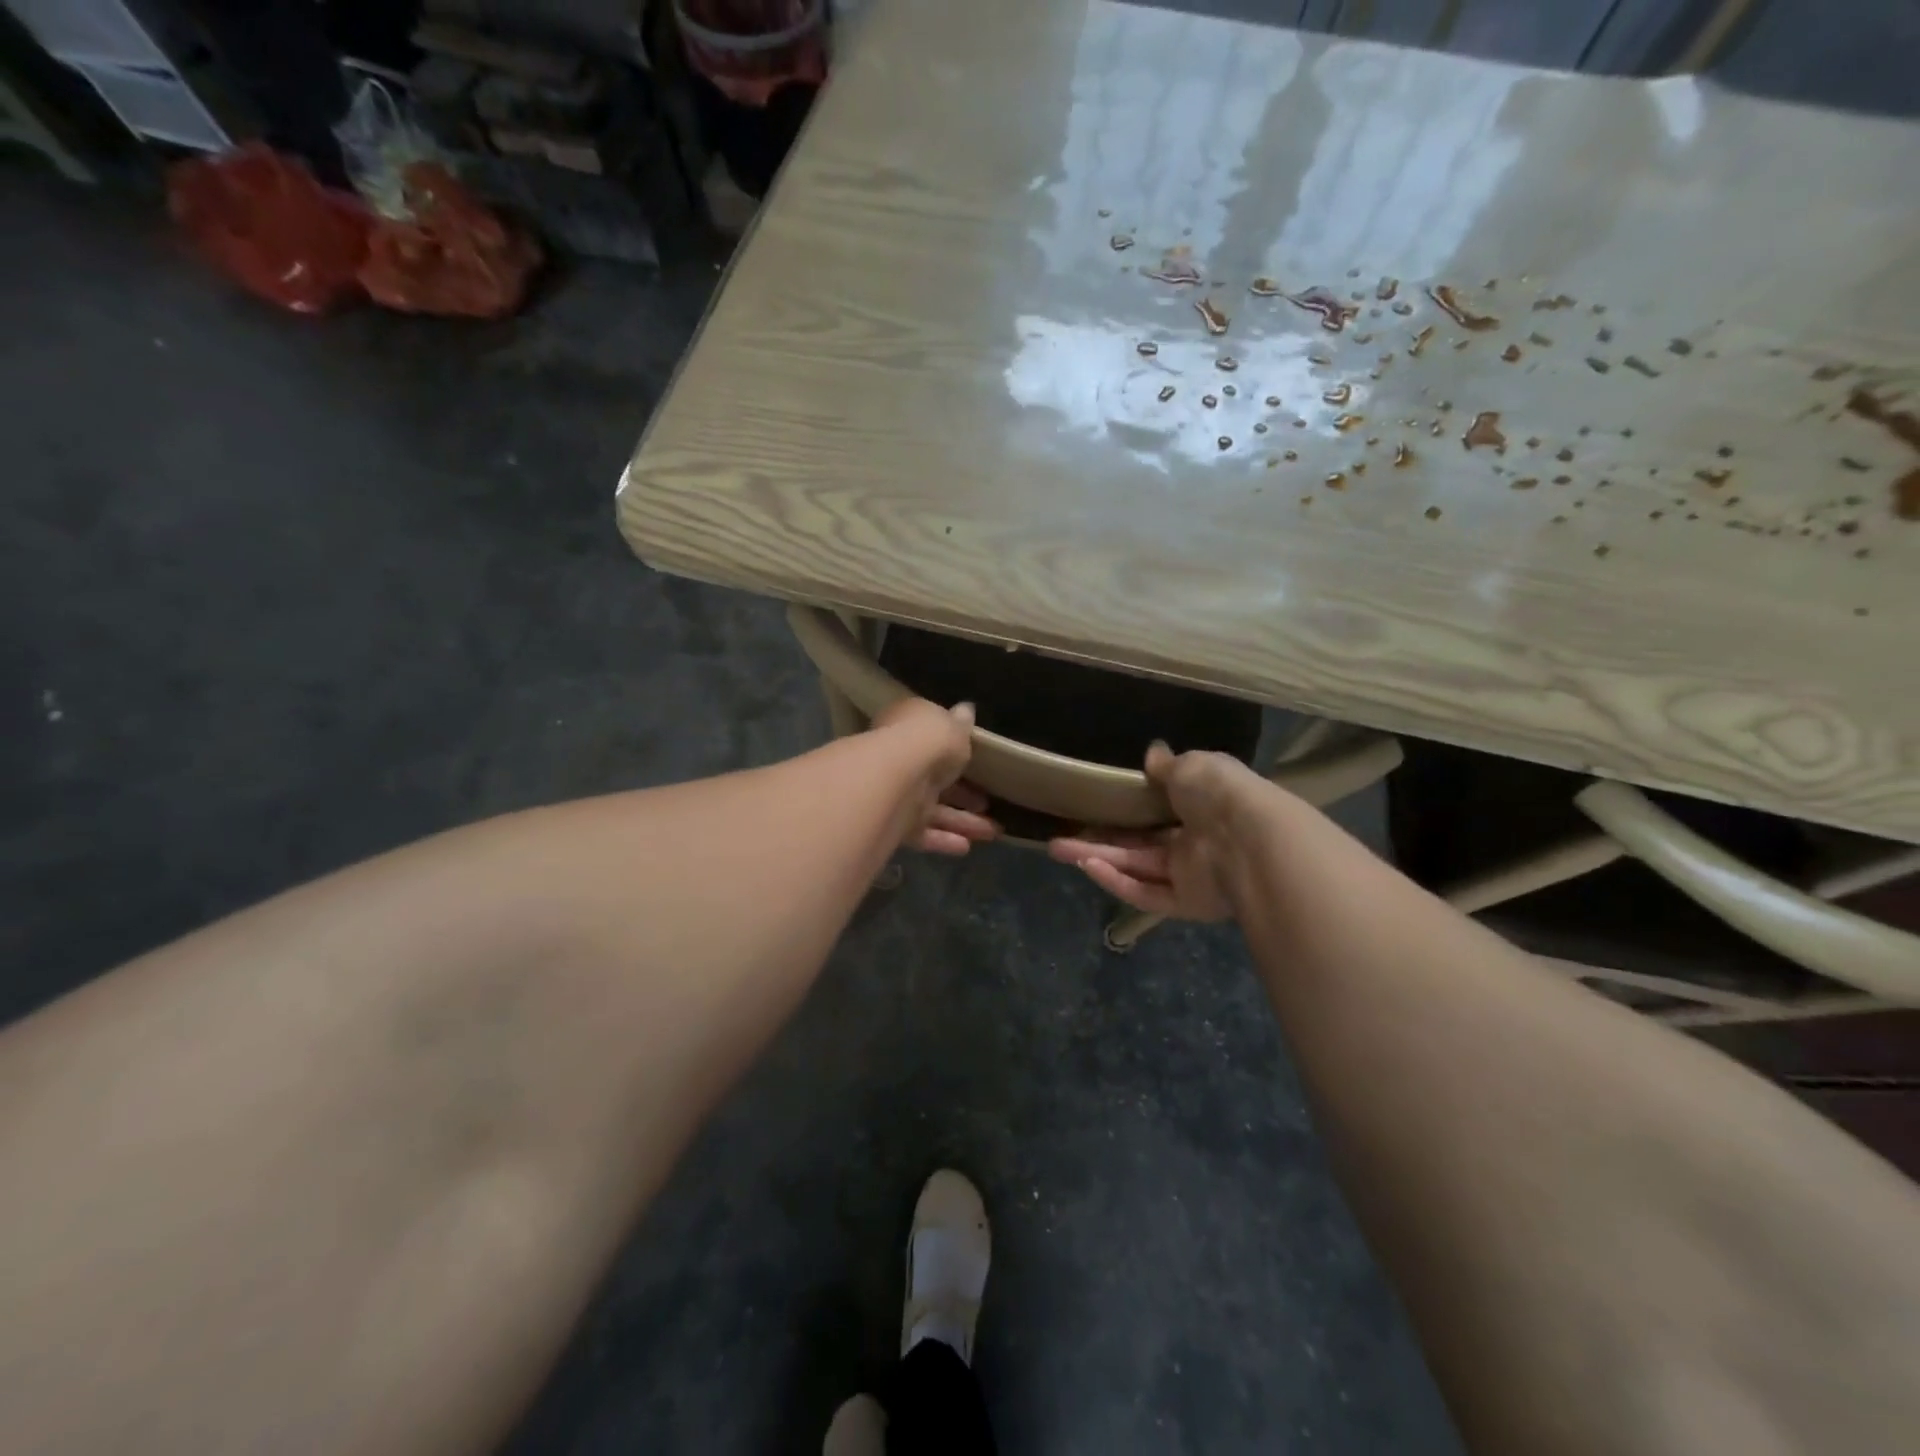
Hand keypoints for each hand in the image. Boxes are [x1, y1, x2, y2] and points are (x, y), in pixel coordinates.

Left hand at [870, 697, 999, 855]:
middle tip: (986, 803)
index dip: (953, 750)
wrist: (898, 776)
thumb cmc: (928, 741)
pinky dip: (943, 840)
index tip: (976, 761)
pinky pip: (923, 833)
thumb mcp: (952, 725)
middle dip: (963, 794)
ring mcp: (897, 794)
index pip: (929, 739)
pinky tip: (966, 847)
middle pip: (935, 779)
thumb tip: (966, 710)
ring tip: (993, 832)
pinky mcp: (896, 825)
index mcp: (907, 729)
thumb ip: (960, 723)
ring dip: (963, 822)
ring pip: (934, 810)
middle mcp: (899, 761)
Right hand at [1049, 742, 1269, 918]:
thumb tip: (1153, 754)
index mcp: (1201, 805)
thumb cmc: (1220, 793)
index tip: (1094, 804)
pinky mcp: (1185, 903)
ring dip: (1098, 859)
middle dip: (1099, 839)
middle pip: (1138, 843)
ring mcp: (1190, 874)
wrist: (1250, 839)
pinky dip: (1117, 882)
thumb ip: (1168, 765)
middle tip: (1060, 836)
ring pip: (1135, 868)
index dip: (1125, 808)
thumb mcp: (1191, 766)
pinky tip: (1088, 867)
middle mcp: (1194, 841)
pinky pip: (1146, 893)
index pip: (1158, 808)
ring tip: (1057, 849)